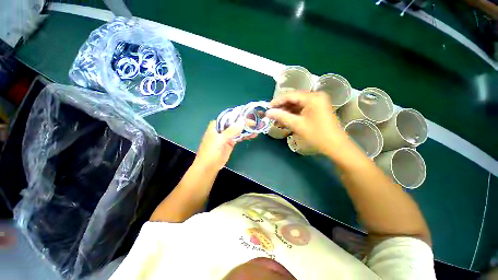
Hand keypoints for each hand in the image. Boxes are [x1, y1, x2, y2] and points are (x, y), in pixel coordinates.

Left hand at [194, 120, 255, 171]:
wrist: (209, 167)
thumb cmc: (211, 151)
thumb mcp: (220, 139)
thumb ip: (231, 131)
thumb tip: (242, 122)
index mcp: (216, 125)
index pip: (229, 117)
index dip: (239, 116)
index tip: (249, 115)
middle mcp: (222, 129)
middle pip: (235, 123)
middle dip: (245, 122)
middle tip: (255, 123)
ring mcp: (227, 136)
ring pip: (238, 130)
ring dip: (246, 129)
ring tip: (256, 128)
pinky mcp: (231, 142)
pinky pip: (239, 137)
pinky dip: (245, 136)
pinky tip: (253, 135)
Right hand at [266, 91, 347, 154]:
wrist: (335, 146)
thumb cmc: (317, 135)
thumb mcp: (297, 125)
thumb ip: (281, 116)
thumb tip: (268, 113)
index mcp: (312, 97)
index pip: (290, 95)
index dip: (277, 101)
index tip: (267, 108)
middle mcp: (316, 96)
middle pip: (293, 99)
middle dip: (281, 107)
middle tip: (271, 114)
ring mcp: (317, 102)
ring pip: (297, 104)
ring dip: (286, 112)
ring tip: (276, 119)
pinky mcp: (317, 109)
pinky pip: (302, 109)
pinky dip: (293, 114)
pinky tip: (285, 120)